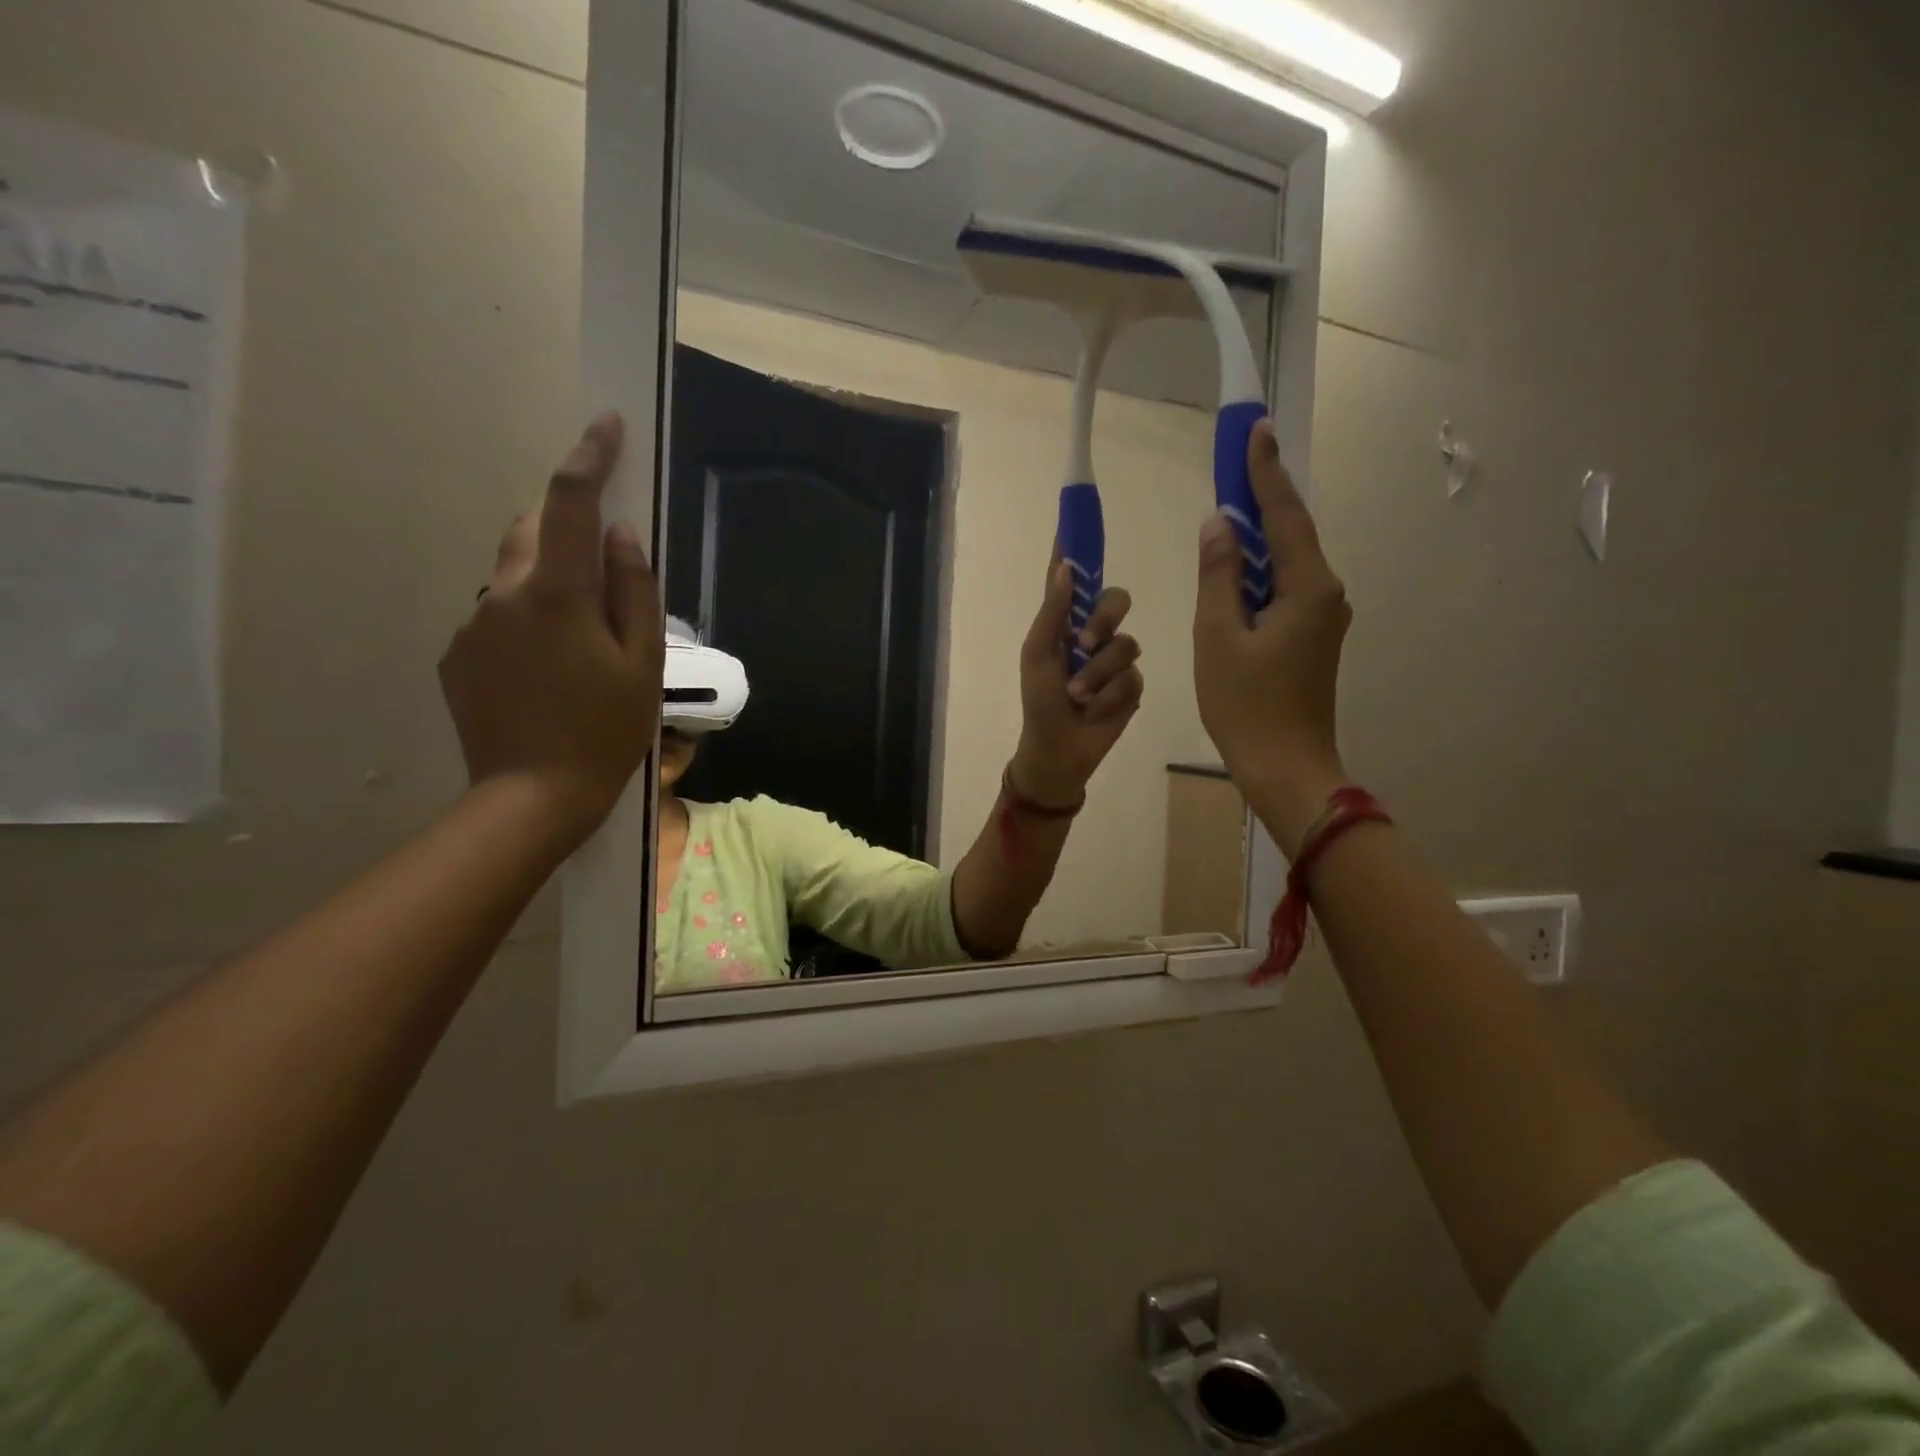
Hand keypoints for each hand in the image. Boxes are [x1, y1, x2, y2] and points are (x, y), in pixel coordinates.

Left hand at [438, 413, 662, 846]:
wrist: (533, 797)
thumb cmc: (605, 731)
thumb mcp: (642, 664)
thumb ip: (633, 591)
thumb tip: (622, 534)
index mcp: (558, 593)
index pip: (571, 503)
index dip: (589, 457)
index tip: (606, 425)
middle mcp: (504, 595)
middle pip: (534, 531)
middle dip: (567, 528)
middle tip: (603, 568)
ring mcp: (473, 625)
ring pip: (514, 576)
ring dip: (548, 582)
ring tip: (580, 640)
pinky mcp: (457, 656)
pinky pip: (496, 616)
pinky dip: (525, 620)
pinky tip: (547, 670)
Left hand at [1010, 551, 1144, 806]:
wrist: (1059, 749)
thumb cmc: (1040, 702)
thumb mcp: (1038, 656)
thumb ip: (1053, 613)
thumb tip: (1066, 567)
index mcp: (1065, 623)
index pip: (1075, 578)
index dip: (1078, 548)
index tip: (1079, 513)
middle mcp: (1093, 633)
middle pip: (1117, 601)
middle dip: (1103, 621)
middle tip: (1084, 644)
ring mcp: (1115, 659)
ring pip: (1126, 645)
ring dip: (1098, 675)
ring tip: (1079, 698)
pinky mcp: (1132, 685)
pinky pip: (1132, 677)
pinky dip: (1110, 695)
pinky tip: (1095, 710)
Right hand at [1193, 420, 1351, 854]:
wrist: (1285, 767)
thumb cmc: (1246, 705)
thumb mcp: (1217, 637)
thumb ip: (1218, 575)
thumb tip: (1219, 524)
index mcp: (1307, 587)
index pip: (1283, 516)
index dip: (1265, 473)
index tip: (1255, 430)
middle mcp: (1325, 594)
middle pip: (1289, 534)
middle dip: (1261, 498)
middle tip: (1235, 461)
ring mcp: (1322, 618)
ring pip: (1284, 564)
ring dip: (1256, 539)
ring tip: (1226, 514)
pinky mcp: (1312, 639)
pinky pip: (1282, 590)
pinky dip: (1257, 574)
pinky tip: (1233, 572)